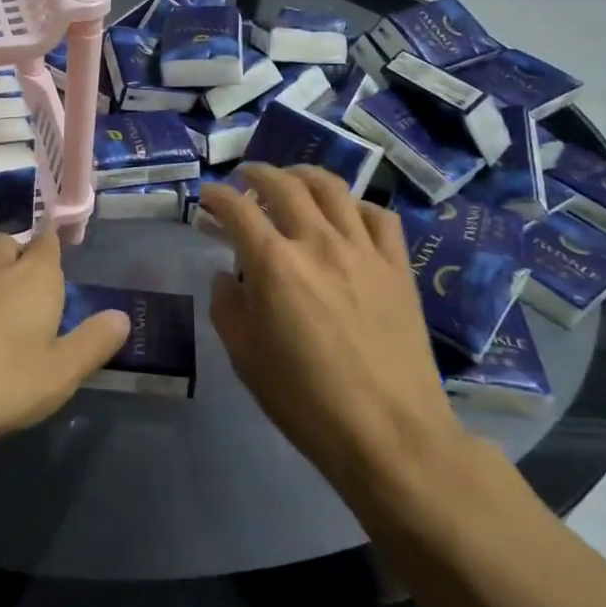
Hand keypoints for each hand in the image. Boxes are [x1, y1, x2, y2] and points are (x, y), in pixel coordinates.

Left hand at [0, 230, 129, 443]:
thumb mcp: (61, 372)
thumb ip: (94, 342)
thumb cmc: (2, 381)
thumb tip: (120, 317)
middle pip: (8, 244)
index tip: (55, 261)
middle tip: (23, 290)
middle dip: (17, 256)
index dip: (53, 248)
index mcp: (34, 277)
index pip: (48, 243)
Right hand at [201, 165, 467, 496]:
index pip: (237, 210)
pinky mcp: (397, 267)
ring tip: (292, 179)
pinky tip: (346, 214)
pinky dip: (355, 205)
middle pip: (285, 185)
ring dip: (305, 175)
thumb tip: (226, 276)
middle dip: (258, 173)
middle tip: (245, 178)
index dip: (217, 196)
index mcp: (274, 264)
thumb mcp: (245, 357)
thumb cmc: (305, 400)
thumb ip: (227, 307)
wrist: (389, 433)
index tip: (207, 196)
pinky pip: (379, 216)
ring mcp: (364, 251)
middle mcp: (318, 243)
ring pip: (334, 189)